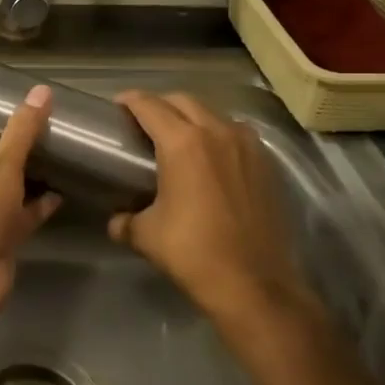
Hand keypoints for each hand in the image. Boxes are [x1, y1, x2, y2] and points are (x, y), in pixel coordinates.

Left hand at [0, 84, 62, 345]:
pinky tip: (63, 192)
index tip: (27, 116)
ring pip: (8, 192)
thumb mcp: (1, 164)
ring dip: (31, 180)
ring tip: (62, 158)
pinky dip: (38, 206)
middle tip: (52, 134)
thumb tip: (43, 91)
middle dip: (18, 155)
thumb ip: (23, 131)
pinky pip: (20, 216)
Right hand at [108, 91, 321, 331]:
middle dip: (160, 105)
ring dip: (192, 117)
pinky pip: (236, 135)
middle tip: (143, 122)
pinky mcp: (267, 165)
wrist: (254, 284)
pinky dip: (218, 136)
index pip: (149, 106)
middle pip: (183, 101)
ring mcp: (248, 146)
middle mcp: (217, 133)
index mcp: (183, 143)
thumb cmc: (193, 253)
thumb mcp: (145, 235)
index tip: (117, 106)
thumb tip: (118, 220)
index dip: (129, 101)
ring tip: (178, 137)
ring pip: (213, 115)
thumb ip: (125, 221)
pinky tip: (210, 159)